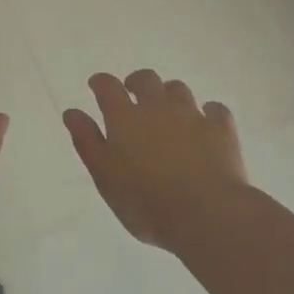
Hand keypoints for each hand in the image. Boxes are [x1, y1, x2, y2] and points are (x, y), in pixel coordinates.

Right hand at [64, 70, 248, 249]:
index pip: (108, 86)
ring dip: (170, 94)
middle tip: (133, 94)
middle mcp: (158, 107)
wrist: (206, 213)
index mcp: (125, 118)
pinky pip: (215, 109)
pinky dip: (208, 112)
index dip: (101, 82)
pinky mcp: (221, 129)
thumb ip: (87, 142)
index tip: (97, 85)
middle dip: (137, 82)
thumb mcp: (105, 177)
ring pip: (179, 89)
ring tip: (168, 110)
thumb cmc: (146, 202)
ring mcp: (192, 115)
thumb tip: (72, 112)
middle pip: (146, 79)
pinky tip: (206, 122)